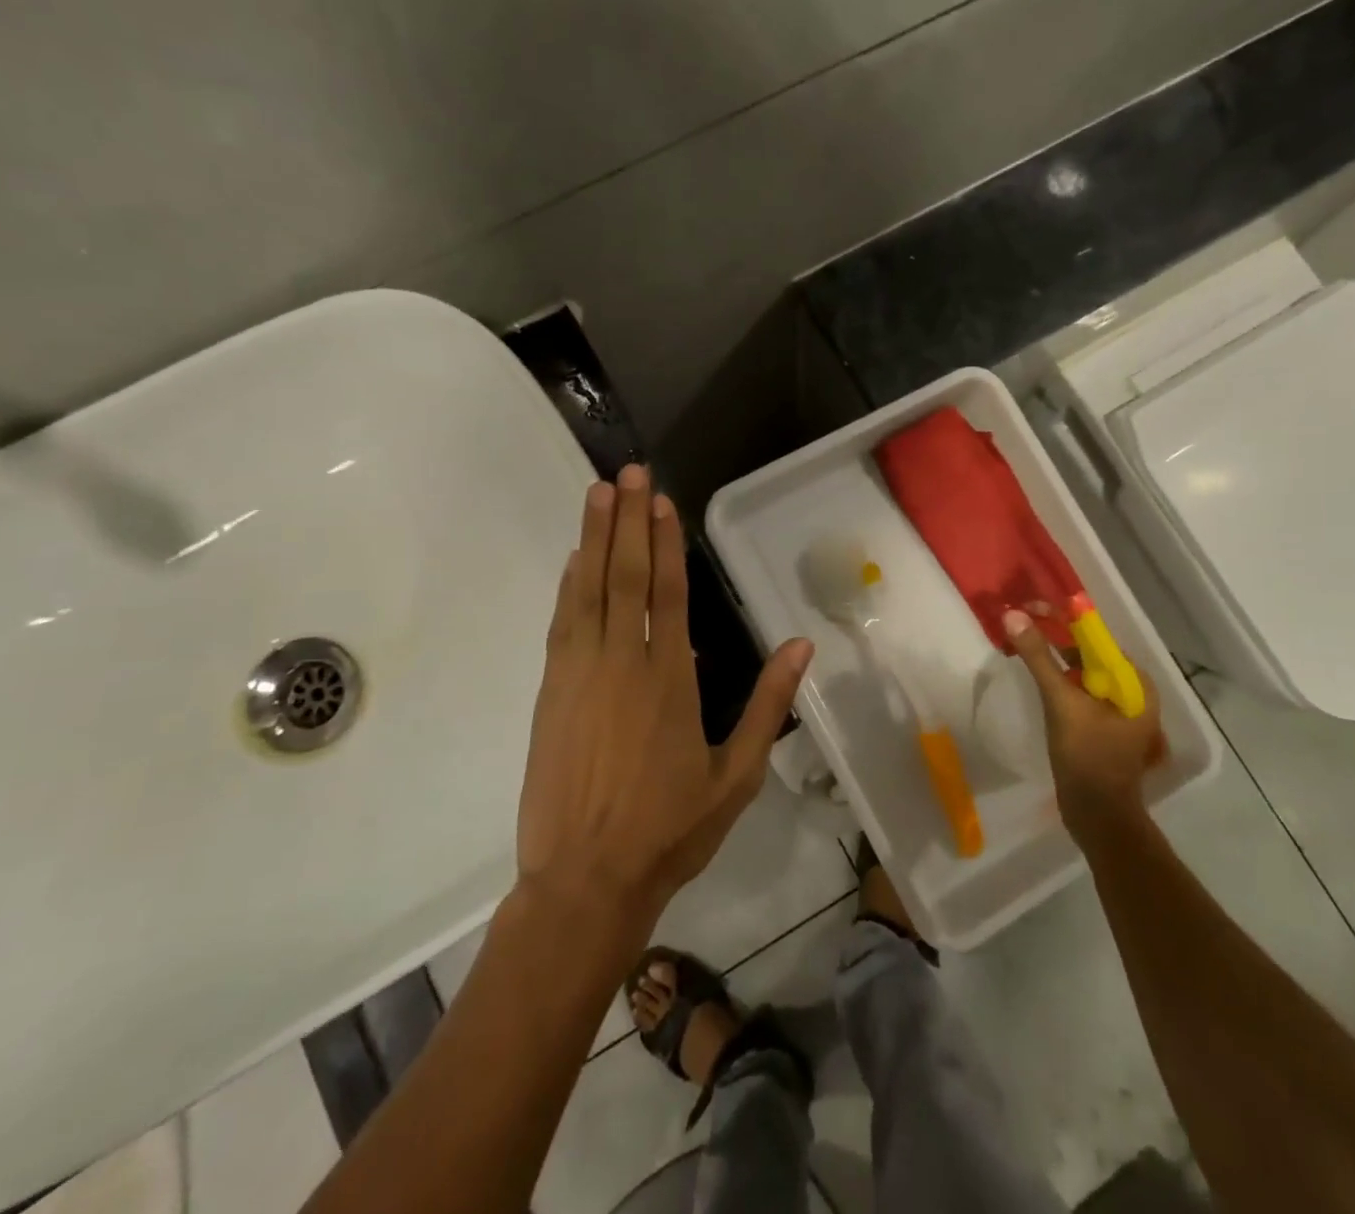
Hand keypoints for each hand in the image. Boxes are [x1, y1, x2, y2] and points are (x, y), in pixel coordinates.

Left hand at [517, 464, 813, 914]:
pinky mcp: (551, 691)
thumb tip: (802, 645)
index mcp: (670, 680)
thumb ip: (768, 705)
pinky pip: (562, 622)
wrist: (586, 880)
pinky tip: (573, 559)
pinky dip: (569, 584)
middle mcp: (623, 663)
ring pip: (587, 590)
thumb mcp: (737, 775)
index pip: (669, 594)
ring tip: (597, 494)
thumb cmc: (670, 829)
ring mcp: (580, 674)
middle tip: (627, 473)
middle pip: (624, 577)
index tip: (661, 501)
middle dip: (626, 520)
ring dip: (593, 538)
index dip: (665, 543)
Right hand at [1002, 608, 1165, 844]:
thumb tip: (1014, 615)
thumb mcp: (1062, 702)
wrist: (1097, 817)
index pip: (1096, 638)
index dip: (1062, 619)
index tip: (1029, 609)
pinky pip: (1079, 691)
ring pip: (1082, 672)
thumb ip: (1039, 658)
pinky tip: (1036, 675)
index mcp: (1135, 683)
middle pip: (1089, 653)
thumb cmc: (1087, 757)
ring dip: (1053, 657)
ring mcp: (1118, 711)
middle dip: (1055, 636)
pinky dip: (1058, 679)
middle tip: (1020, 623)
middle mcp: (1132, 692)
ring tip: (1022, 643)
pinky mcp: (1102, 726)